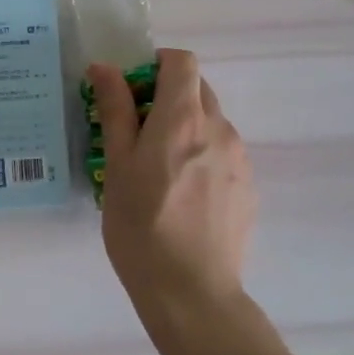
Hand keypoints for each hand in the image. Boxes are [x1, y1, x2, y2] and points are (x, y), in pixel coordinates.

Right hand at [90, 48, 256, 331]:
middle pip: (197, 89)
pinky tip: (183, 195)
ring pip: (211, 122)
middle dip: (167, 96)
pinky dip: (202, 154)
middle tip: (137, 132)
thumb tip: (105, 68)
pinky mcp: (248, 187)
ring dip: (185, 127)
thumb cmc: (141, 227)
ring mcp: (239, 159)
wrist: (192, 293)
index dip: (155, 65)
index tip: (132, 92)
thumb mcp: (116, 166)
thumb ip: (115, 111)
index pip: (181, 62)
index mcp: (183, 119)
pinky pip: (223, 152)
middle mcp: (219, 129)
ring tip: (159, 170)